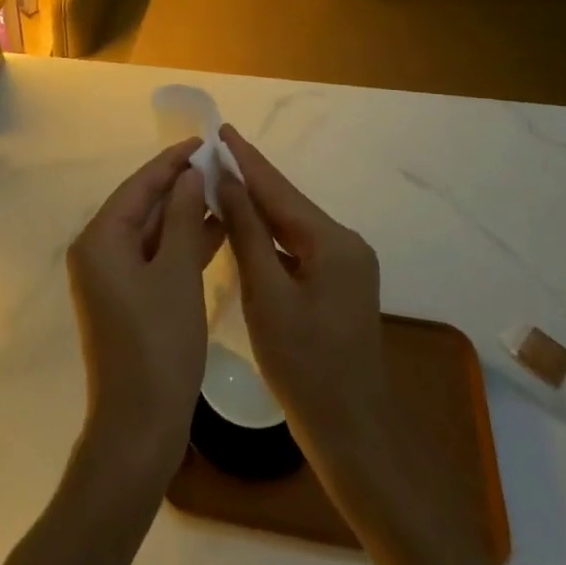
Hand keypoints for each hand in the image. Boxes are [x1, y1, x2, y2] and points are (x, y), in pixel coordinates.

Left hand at [66, 139, 222, 483]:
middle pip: (142, 206)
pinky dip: (182, 245)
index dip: (171, 161)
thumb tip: (188, 175)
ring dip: (185, 214)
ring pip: (151, 232)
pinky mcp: (127, 299)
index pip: (138, 186)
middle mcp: (98, 252)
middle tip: (219, 165)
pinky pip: (155, 258)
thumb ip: (182, 217)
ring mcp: (111, 278)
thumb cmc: (159, 344)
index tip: (203, 141)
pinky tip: (216, 232)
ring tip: (224, 191)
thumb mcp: (176, 273)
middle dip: (180, 186)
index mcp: (99, 240)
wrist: (139, 428)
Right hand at [216, 125, 393, 468]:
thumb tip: (227, 181)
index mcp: (333, 242)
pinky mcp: (338, 286)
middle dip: (249, 178)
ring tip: (220, 180)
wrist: (353, 435)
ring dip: (257, 206)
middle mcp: (345, 244)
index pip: (278, 189)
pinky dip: (269, 236)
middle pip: (287, 204)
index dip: (246, 159)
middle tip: (212, 152)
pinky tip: (244, 228)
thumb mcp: (267, 296)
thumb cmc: (305, 368)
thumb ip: (248, 233)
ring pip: (292, 226)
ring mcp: (345, 266)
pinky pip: (297, 248)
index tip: (220, 129)